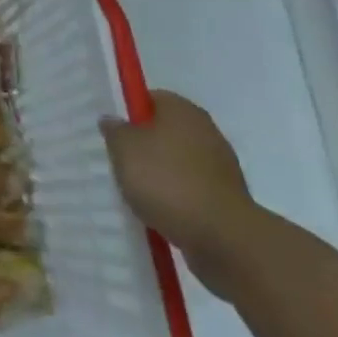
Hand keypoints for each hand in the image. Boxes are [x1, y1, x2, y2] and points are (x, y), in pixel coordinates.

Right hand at [101, 92, 259, 296]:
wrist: (223, 238)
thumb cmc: (167, 181)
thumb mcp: (124, 149)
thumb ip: (115, 130)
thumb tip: (113, 119)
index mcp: (182, 110)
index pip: (150, 98)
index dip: (128, 112)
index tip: (112, 132)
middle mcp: (205, 130)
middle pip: (165, 130)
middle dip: (142, 145)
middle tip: (118, 161)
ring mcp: (220, 166)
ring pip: (177, 161)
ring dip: (158, 173)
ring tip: (135, 191)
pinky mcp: (225, 198)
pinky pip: (190, 189)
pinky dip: (175, 197)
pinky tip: (158, 211)